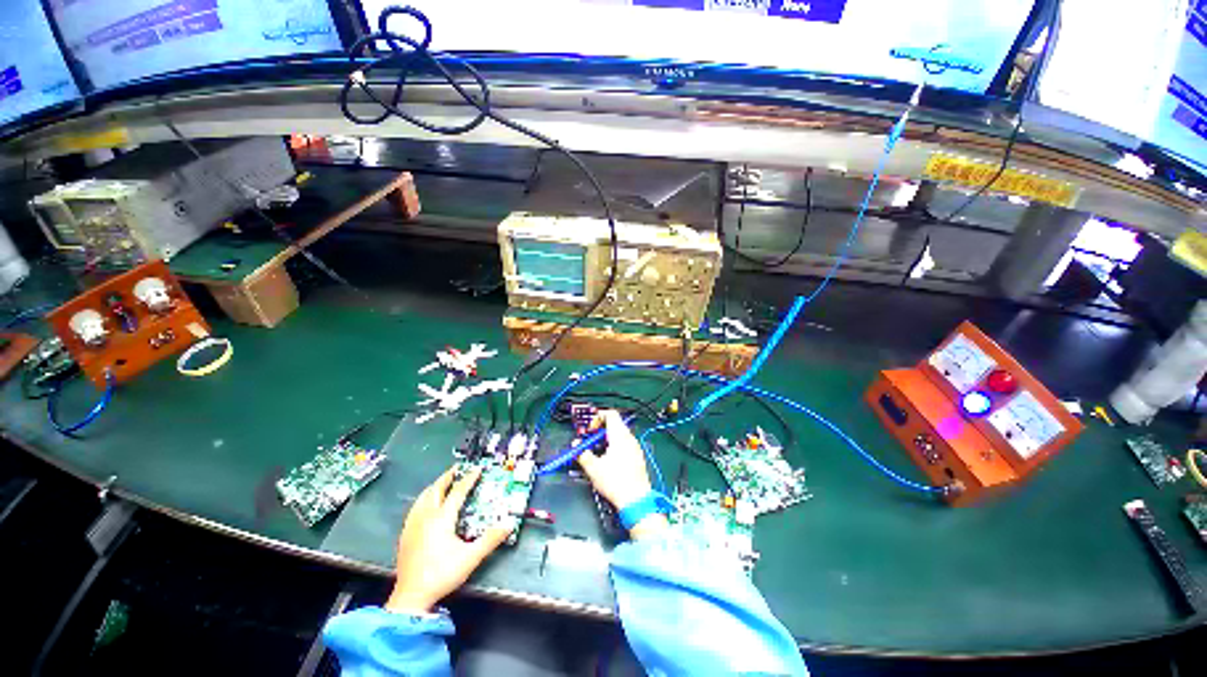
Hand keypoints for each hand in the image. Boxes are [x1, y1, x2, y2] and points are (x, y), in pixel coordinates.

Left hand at [386, 466, 512, 614]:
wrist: (411, 597)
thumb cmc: (441, 574)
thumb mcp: (471, 557)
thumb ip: (491, 539)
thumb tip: (509, 523)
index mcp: (442, 519)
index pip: (458, 492)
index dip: (468, 479)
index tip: (477, 470)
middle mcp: (426, 517)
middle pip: (436, 490)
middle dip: (447, 477)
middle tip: (456, 469)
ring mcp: (413, 526)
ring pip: (423, 498)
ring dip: (434, 487)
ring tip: (440, 483)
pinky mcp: (405, 535)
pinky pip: (414, 509)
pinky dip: (422, 500)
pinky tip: (423, 506)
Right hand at [577, 410, 667, 538]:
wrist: (636, 500)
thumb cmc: (616, 482)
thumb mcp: (593, 468)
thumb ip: (583, 454)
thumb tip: (576, 447)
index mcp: (620, 436)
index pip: (610, 414)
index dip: (598, 417)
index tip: (589, 428)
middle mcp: (629, 438)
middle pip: (614, 423)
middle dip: (599, 429)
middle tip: (589, 439)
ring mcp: (635, 448)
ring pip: (619, 434)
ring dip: (606, 438)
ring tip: (596, 450)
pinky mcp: (637, 457)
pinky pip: (624, 444)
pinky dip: (614, 446)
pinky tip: (607, 460)